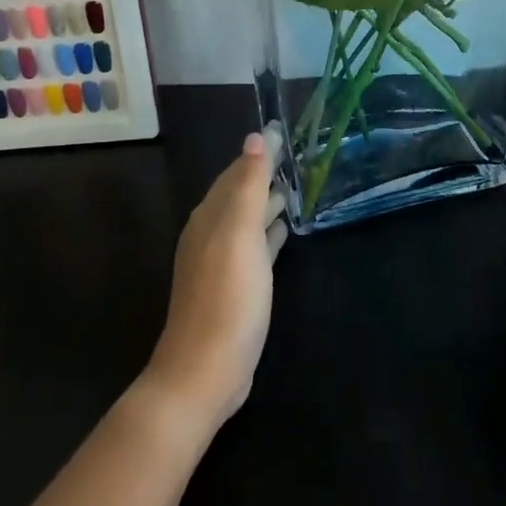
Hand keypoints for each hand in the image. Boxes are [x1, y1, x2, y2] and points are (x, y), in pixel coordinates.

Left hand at [142, 131, 287, 433]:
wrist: (205, 372)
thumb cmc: (227, 299)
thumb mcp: (241, 235)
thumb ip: (249, 185)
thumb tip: (255, 136)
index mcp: (210, 216)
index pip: (236, 172)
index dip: (259, 153)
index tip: (284, 133)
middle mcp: (211, 233)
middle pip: (240, 194)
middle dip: (265, 174)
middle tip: (300, 157)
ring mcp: (221, 263)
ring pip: (248, 220)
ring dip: (268, 202)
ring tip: (298, 187)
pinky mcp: (234, 288)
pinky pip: (254, 247)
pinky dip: (269, 232)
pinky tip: (285, 231)